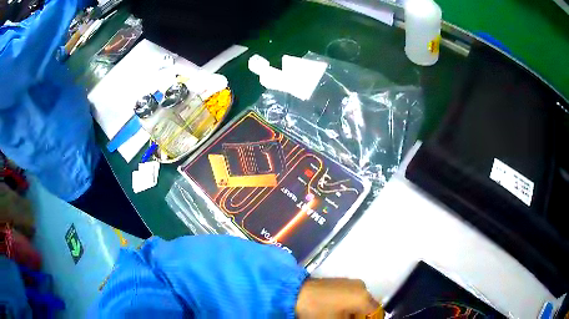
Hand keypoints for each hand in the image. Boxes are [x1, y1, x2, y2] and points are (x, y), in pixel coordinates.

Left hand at [296, 278, 382, 317]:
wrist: (293, 294)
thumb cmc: (318, 311)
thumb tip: (353, 317)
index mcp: (363, 297)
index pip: (375, 312)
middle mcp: (361, 286)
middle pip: (368, 307)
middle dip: (360, 317)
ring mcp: (350, 283)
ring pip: (359, 302)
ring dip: (354, 313)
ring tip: (340, 317)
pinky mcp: (340, 282)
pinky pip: (350, 297)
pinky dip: (348, 306)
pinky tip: (336, 312)